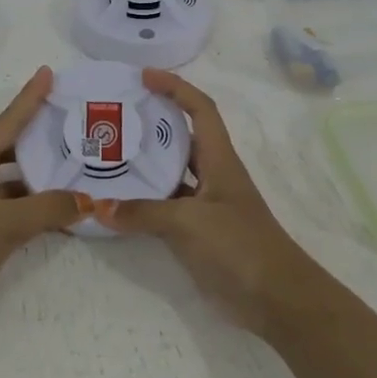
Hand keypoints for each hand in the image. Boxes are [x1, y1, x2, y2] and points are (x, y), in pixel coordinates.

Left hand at [0, 67, 89, 329]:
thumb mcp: (5, 223)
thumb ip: (49, 208)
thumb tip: (89, 201)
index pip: (6, 122)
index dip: (28, 98)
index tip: (47, 73)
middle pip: (8, 146)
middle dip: (37, 134)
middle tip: (71, 120)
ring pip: (11, 179)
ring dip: (39, 174)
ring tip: (75, 163)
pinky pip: (12, 206)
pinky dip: (33, 205)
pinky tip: (60, 208)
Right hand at [94, 69, 322, 336]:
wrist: (277, 300)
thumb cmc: (242, 247)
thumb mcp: (191, 224)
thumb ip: (144, 213)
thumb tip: (99, 208)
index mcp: (220, 160)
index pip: (200, 110)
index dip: (175, 87)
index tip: (144, 77)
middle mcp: (213, 176)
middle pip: (181, 138)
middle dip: (151, 123)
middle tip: (111, 118)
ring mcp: (205, 206)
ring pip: (170, 174)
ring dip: (142, 165)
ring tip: (103, 156)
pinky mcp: (198, 234)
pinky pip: (164, 208)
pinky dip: (142, 204)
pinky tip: (115, 205)